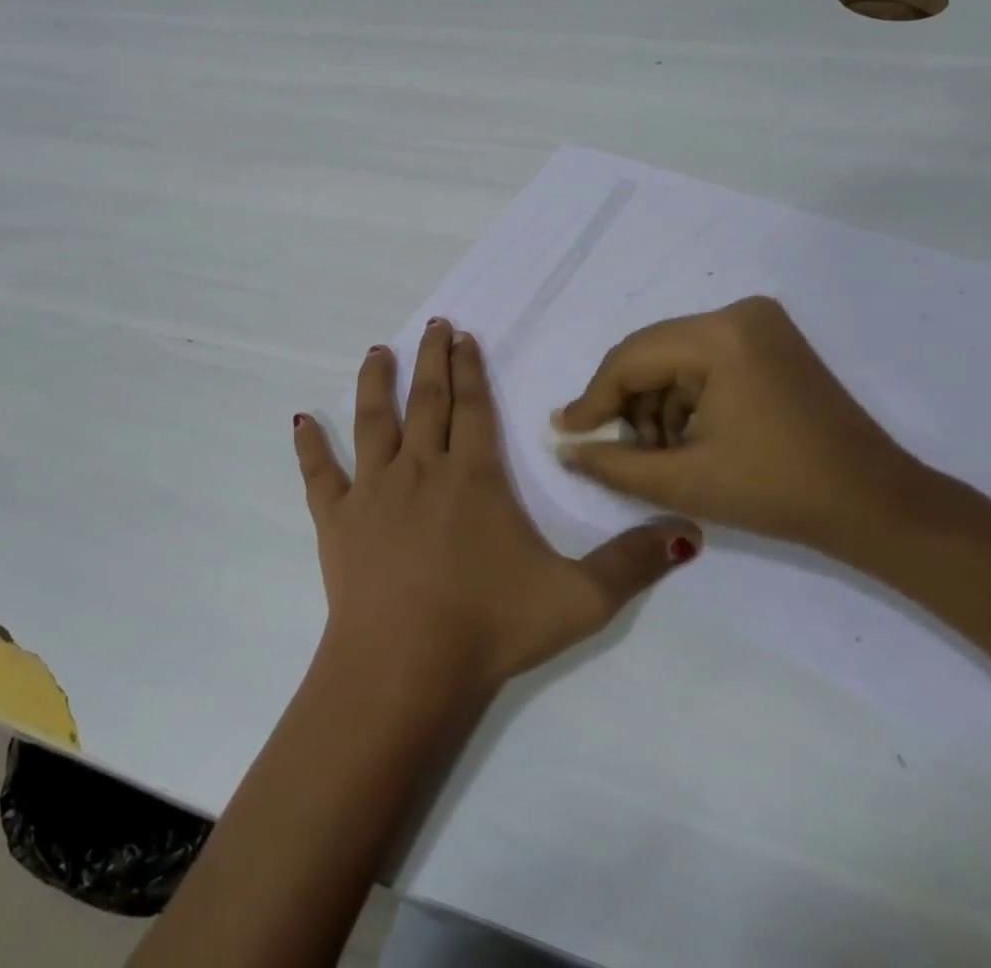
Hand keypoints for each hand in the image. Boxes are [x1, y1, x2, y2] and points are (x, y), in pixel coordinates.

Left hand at [295, 318, 700, 696]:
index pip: (473, 406)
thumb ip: (634, 563)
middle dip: (432, 359)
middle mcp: (421, 467)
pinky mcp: (337, 519)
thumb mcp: (579, 599)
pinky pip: (320, 474)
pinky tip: (300, 421)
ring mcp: (374, 490)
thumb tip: (690, 530)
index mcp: (473, 475)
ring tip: (378, 352)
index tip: (463, 336)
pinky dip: (311, 447)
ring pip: (374, 421)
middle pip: (427, 400)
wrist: (405, 667)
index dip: (469, 367)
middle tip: (432, 324)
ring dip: (377, 383)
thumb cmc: (490, 626)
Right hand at [553, 297, 914, 551]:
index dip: (593, 399)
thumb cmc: (778, 492)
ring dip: (656, 405)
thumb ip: (612, 463)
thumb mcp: (683, 481)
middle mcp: (738, 313)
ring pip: (674, 360)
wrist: (877, 506)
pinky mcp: (770, 341)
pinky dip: (686, 399)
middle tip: (615, 450)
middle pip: (651, 354)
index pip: (631, 359)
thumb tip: (563, 447)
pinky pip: (703, 362)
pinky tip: (689, 439)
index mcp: (720, 336)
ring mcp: (759, 323)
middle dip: (628, 405)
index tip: (564, 431)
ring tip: (660, 454)